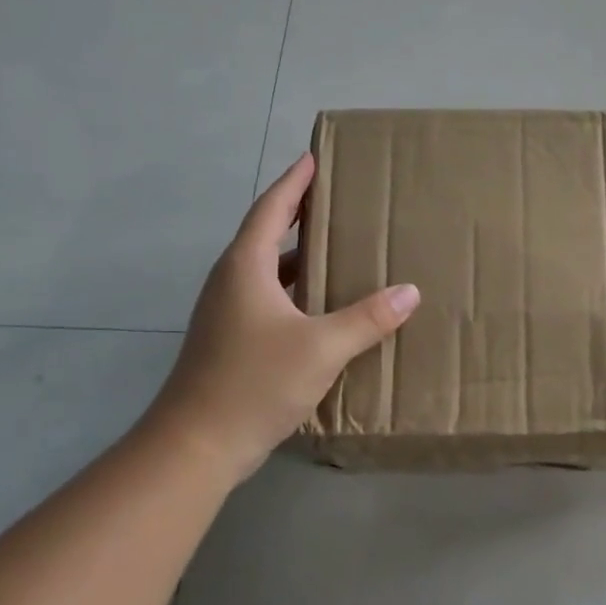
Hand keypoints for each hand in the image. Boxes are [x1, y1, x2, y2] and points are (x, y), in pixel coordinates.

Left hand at [139, 153, 420, 479]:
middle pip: (266, 235)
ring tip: (336, 248)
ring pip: (266, 270)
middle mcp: (231, 282)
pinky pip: (267, 299)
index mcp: (245, 267)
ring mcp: (226, 313)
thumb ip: (367, 318)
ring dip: (297, 256)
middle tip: (335, 200)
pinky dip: (295, 291)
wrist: (195, 445)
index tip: (313, 158)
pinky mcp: (230, 341)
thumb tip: (410, 291)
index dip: (294, 182)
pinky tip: (322, 308)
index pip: (271, 209)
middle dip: (298, 214)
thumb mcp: (321, 347)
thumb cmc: (254, 382)